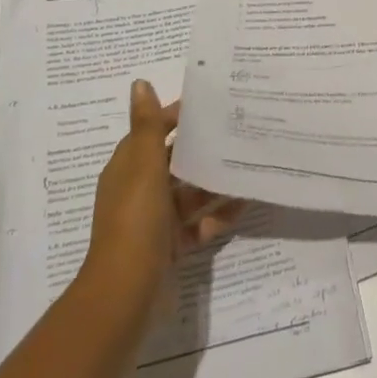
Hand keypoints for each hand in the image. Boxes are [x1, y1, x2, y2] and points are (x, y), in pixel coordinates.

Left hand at [86, 80, 240, 304]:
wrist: (127, 294)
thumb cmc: (134, 221)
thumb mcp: (143, 167)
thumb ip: (148, 126)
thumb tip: (139, 83)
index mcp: (128, 169)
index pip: (154, 132)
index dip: (178, 118)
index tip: (212, 104)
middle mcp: (140, 191)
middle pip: (175, 162)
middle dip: (203, 148)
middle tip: (240, 129)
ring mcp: (156, 221)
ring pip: (191, 194)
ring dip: (215, 182)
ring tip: (249, 163)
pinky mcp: (171, 246)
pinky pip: (200, 224)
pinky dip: (219, 215)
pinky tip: (245, 203)